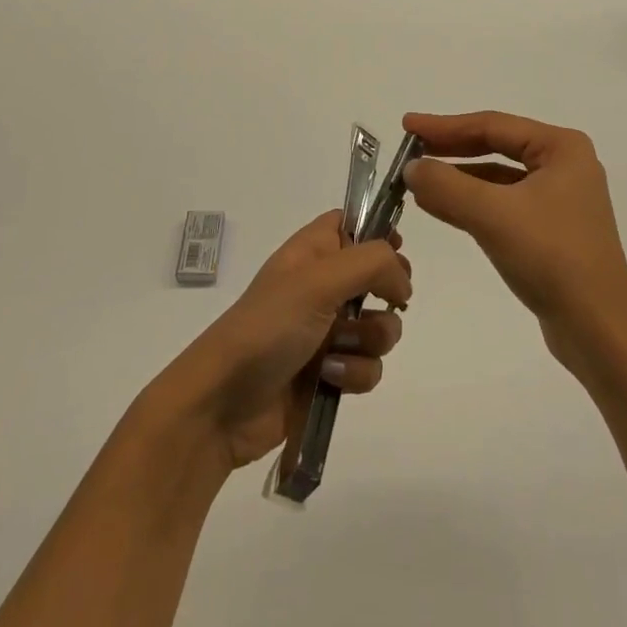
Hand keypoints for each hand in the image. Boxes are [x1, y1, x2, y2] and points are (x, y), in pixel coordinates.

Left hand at [156, 211, 411, 471]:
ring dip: (369, 340)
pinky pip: (369, 367)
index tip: (396, 249)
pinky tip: (329, 378)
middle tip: (382, 301)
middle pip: (379, 276)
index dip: (378, 231)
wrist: (223, 404)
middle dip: (387, 294)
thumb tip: (403, 281)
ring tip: (338, 349)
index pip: (353, 222)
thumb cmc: (268, 327)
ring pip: (381, 326)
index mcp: (313, 251)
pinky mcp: (331, 373)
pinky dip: (354, 373)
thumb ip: (371, 264)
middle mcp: (322, 285)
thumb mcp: (318, 281)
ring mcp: (327, 331)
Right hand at [402, 111, 626, 369]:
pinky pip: (504, 203)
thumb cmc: (551, 259)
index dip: (445, 125)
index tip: (408, 126)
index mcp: (562, 148)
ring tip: (417, 180)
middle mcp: (565, 165)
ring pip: (498, 177)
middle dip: (451, 149)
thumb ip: (446, 185)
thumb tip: (411, 168)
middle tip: (410, 149)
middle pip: (497, 146)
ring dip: (458, 178)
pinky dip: (473, 202)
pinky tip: (442, 207)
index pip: (493, 125)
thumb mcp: (492, 215)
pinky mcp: (553, 230)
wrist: (599, 331)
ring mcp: (561, 198)